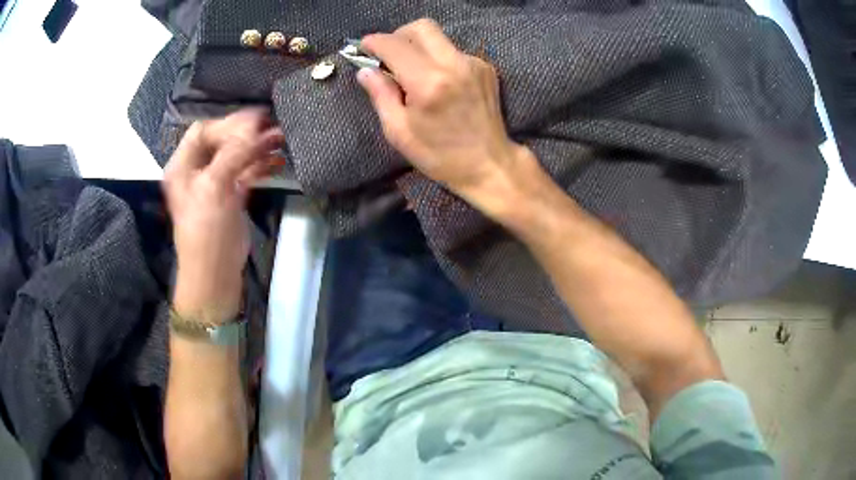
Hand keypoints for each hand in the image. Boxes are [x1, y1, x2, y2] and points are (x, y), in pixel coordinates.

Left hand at [163, 109, 284, 322]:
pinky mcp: (230, 195)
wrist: (215, 274)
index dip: (228, 123)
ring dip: (258, 147)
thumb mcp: (214, 188)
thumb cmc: (206, 231)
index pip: (203, 131)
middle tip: (274, 126)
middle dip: (247, 133)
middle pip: (222, 140)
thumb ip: (233, 154)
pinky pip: (246, 172)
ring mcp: (214, 182)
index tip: (257, 120)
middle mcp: (197, 170)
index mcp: (183, 165)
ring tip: (282, 139)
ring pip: (236, 155)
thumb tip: (257, 125)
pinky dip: (261, 165)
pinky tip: (278, 161)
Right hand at [358, 19, 536, 214]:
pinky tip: (436, 81)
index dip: (374, 42)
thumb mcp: (399, 131)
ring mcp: (473, 63)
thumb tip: (366, 71)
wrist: (490, 164)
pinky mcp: (485, 68)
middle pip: (421, 27)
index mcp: (429, 82)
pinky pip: (452, 51)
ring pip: (438, 38)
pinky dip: (437, 59)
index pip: (395, 45)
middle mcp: (454, 64)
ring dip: (418, 47)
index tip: (363, 47)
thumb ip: (380, 95)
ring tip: (411, 72)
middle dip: (398, 36)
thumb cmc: (440, 155)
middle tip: (388, 56)